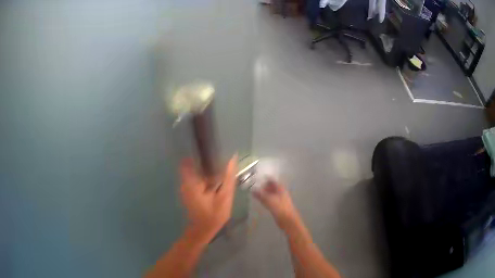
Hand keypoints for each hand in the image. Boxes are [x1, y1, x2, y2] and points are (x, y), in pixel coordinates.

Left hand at [180, 155, 237, 243]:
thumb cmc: (214, 214)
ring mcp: (185, 187)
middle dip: (207, 163)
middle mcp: (185, 182)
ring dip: (206, 172)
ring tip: (219, 175)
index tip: (213, 152)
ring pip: (195, 172)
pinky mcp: (188, 192)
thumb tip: (233, 158)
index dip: (201, 154)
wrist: (203, 230)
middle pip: (194, 164)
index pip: (190, 159)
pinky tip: (214, 185)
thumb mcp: (225, 196)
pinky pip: (196, 180)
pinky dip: (204, 179)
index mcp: (191, 182)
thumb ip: (228, 177)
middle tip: (221, 166)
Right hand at [253, 180, 299, 230]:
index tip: (256, 178)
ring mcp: (280, 199)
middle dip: (264, 186)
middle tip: (255, 186)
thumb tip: (252, 189)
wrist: (288, 220)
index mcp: (280, 188)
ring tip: (256, 193)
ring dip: (264, 193)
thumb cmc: (280, 208)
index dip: (265, 179)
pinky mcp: (279, 206)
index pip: (272, 180)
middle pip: (272, 187)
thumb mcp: (268, 200)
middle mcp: (281, 192)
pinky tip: (261, 201)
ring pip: (271, 194)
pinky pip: (271, 200)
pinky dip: (266, 199)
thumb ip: (260, 194)